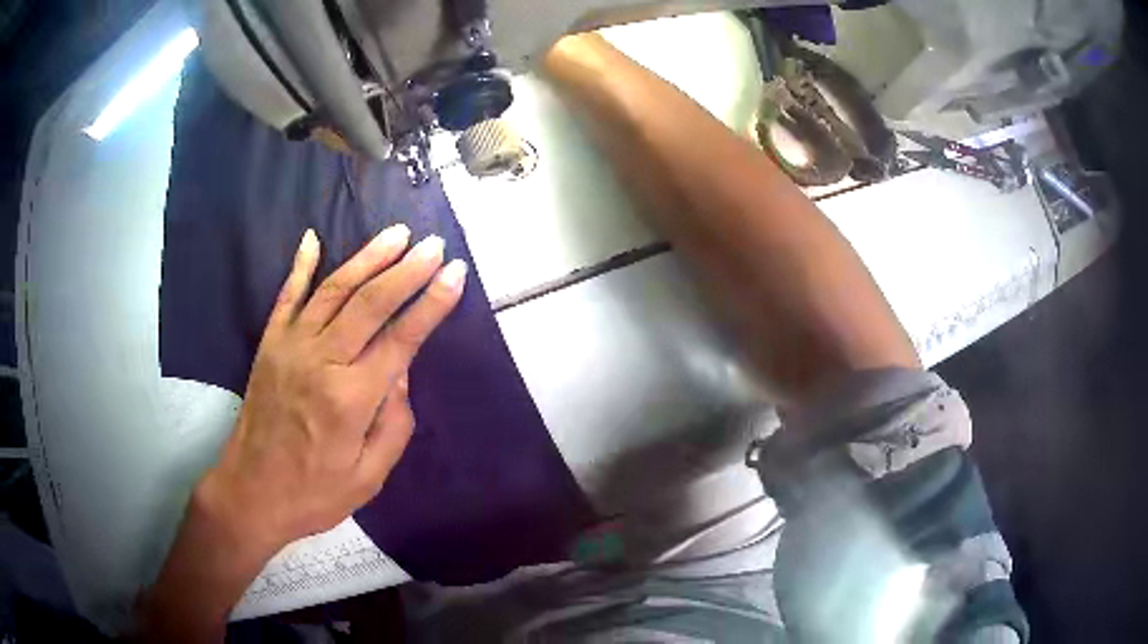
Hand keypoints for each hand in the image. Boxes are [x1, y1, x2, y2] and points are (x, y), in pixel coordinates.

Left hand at [201, 225, 467, 553]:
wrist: (252, 492)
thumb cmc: (315, 493)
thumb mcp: (370, 476)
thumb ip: (394, 422)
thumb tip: (401, 369)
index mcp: (352, 398)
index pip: (401, 338)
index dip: (431, 303)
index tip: (456, 273)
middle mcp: (322, 361)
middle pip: (370, 303)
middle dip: (407, 270)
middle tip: (434, 244)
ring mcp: (291, 346)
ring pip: (334, 289)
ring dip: (367, 258)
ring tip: (396, 234)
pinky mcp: (269, 344)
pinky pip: (287, 296)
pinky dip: (300, 265)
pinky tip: (312, 239)